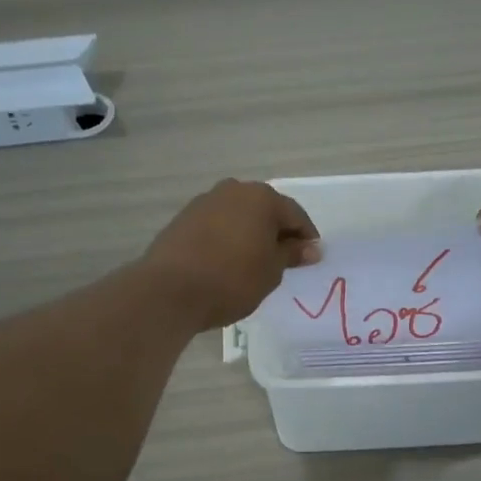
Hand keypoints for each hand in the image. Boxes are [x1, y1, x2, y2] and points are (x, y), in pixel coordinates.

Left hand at [143, 180, 321, 331]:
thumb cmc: (232, 279)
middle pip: (265, 210)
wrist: (170, 290)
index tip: (311, 258)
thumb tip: (311, 248)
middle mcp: (233, 190)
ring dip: (250, 233)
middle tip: (284, 259)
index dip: (306, 237)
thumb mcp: (271, 271)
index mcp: (261, 198)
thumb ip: (291, 254)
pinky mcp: (183, 218)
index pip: (294, 214)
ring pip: (239, 215)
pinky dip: (228, 238)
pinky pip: (217, 225)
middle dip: (277, 232)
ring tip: (254, 262)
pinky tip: (227, 260)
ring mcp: (205, 202)